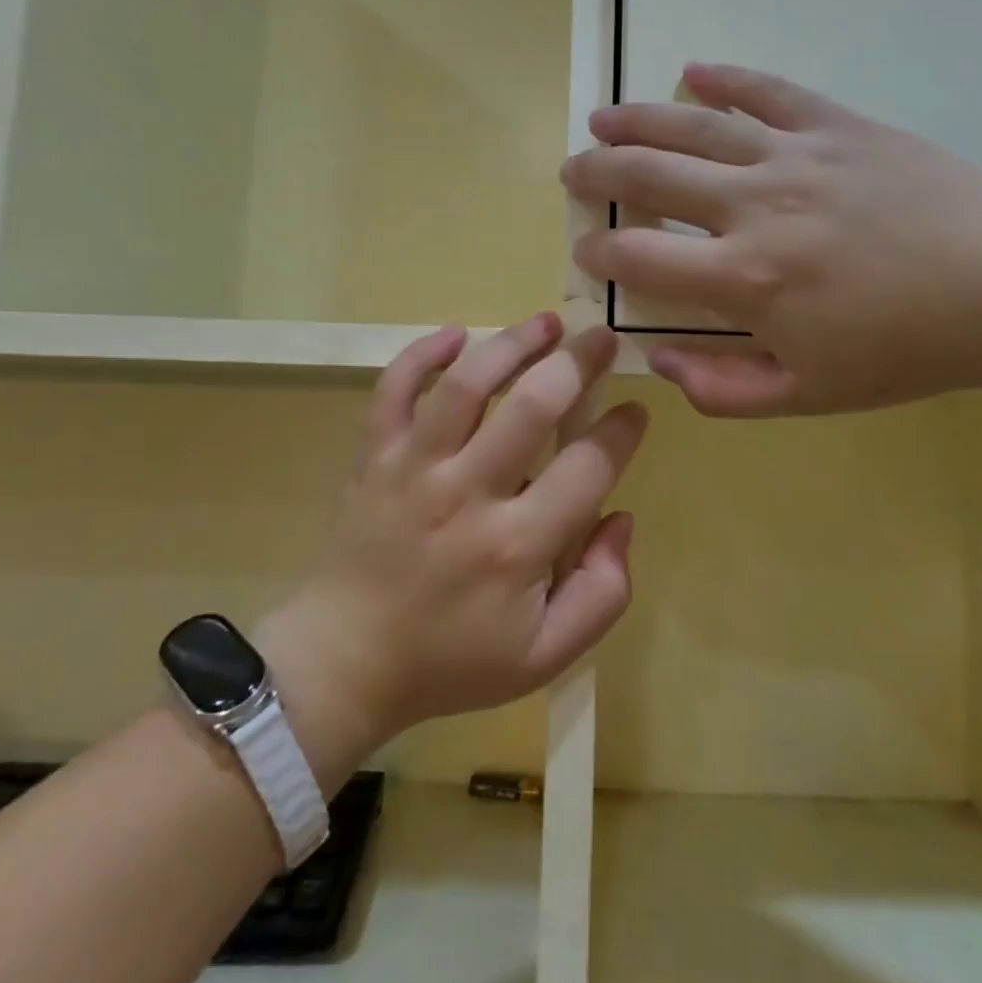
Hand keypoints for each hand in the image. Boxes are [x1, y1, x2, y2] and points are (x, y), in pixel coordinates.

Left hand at [260, 315, 647, 757]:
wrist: (346, 661)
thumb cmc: (452, 660)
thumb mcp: (546, 656)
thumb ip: (602, 593)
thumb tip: (621, 517)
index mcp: (516, 547)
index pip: (588, 468)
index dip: (621, 430)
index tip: (635, 411)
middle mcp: (466, 494)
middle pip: (532, 408)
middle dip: (577, 364)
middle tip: (602, 339)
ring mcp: (413, 468)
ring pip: (466, 385)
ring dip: (511, 344)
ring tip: (545, 321)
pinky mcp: (373, 456)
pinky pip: (394, 389)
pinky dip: (423, 354)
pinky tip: (457, 334)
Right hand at [562, 63, 981, 415]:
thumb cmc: (906, 350)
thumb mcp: (809, 396)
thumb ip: (722, 388)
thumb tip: (657, 360)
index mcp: (745, 278)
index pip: (640, 255)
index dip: (599, 250)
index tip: (585, 248)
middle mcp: (756, 205)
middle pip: (651, 176)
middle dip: (599, 172)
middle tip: (572, 171)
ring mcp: (797, 156)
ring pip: (697, 126)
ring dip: (640, 119)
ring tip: (602, 117)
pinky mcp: (838, 125)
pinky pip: (770, 92)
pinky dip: (727, 79)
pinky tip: (694, 71)